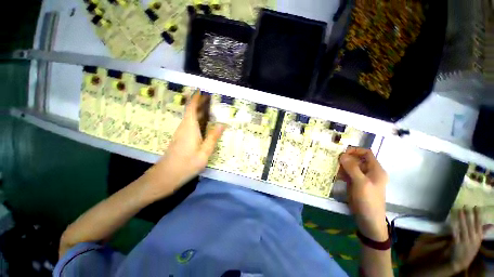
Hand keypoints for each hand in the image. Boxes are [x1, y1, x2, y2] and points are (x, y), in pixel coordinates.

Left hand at [143, 91, 224, 200]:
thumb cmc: (187, 164)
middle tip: (211, 99)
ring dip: (199, 111)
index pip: (191, 107)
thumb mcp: (204, 152)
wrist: (166, 176)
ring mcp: (181, 133)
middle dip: (200, 103)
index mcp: (190, 127)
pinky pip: (190, 124)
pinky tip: (204, 123)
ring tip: (210, 109)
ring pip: (190, 117)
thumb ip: (213, 137)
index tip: (202, 90)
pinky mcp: (180, 138)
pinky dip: (197, 120)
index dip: (196, 98)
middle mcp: (184, 127)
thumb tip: (222, 124)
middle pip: (191, 111)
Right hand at [338, 147, 388, 240]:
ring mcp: (361, 178)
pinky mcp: (355, 183)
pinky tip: (334, 174)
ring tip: (331, 166)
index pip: (366, 153)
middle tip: (333, 159)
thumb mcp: (361, 183)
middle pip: (357, 159)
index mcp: (375, 169)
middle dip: (345, 158)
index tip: (342, 153)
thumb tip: (342, 154)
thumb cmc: (368, 200)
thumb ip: (352, 168)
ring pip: (350, 166)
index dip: (355, 150)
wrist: (368, 220)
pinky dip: (340, 172)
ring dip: (341, 165)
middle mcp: (369, 171)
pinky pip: (347, 174)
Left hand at [450, 207, 491, 272]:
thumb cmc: (470, 250)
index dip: (477, 215)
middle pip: (470, 224)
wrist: (461, 262)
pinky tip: (452, 220)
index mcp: (478, 238)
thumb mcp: (478, 241)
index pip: (479, 224)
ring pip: (463, 227)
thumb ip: (483, 232)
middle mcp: (472, 238)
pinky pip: (455, 233)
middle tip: (466, 205)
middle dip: (468, 214)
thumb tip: (491, 224)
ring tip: (459, 209)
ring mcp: (464, 240)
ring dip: (461, 218)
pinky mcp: (456, 242)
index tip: (476, 206)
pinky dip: (454, 226)